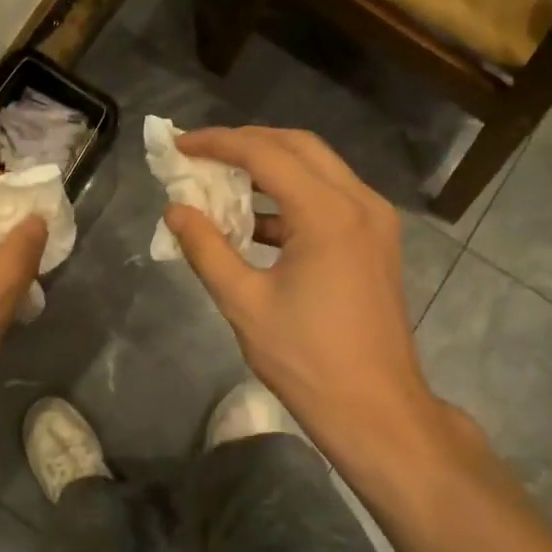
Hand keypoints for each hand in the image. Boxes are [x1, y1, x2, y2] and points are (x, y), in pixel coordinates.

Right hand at [164, 127, 448, 469]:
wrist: (375, 409)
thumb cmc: (306, 359)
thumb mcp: (244, 303)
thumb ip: (206, 248)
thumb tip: (175, 211)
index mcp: (328, 214)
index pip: (266, 154)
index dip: (218, 143)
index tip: (179, 145)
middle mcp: (360, 203)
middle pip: (299, 147)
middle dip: (247, 143)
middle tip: (202, 154)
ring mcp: (375, 221)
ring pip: (318, 169)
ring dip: (271, 168)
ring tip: (223, 181)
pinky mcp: (376, 241)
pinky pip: (330, 198)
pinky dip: (291, 197)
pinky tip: (256, 222)